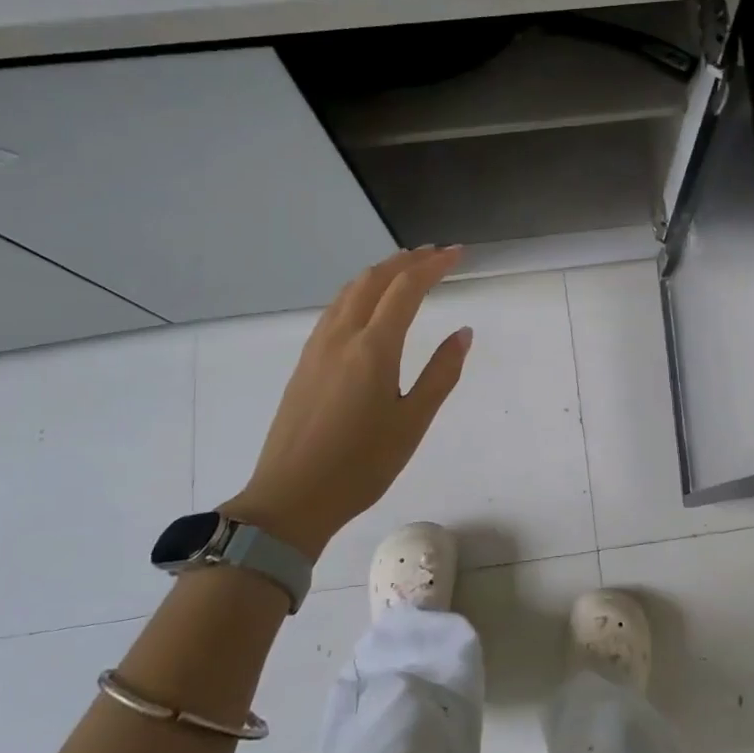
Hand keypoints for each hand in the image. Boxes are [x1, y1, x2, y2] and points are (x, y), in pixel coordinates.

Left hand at [221, 248, 472, 557]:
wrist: (290, 499)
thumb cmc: (361, 465)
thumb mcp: (412, 423)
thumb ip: (440, 373)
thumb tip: (463, 333)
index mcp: (373, 348)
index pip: (406, 289)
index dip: (434, 266)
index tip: (458, 253)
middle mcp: (342, 337)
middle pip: (374, 280)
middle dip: (407, 261)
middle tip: (437, 254)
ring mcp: (317, 348)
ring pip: (350, 291)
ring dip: (380, 272)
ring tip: (405, 268)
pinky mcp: (305, 362)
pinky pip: (335, 309)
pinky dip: (359, 291)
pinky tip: (368, 304)